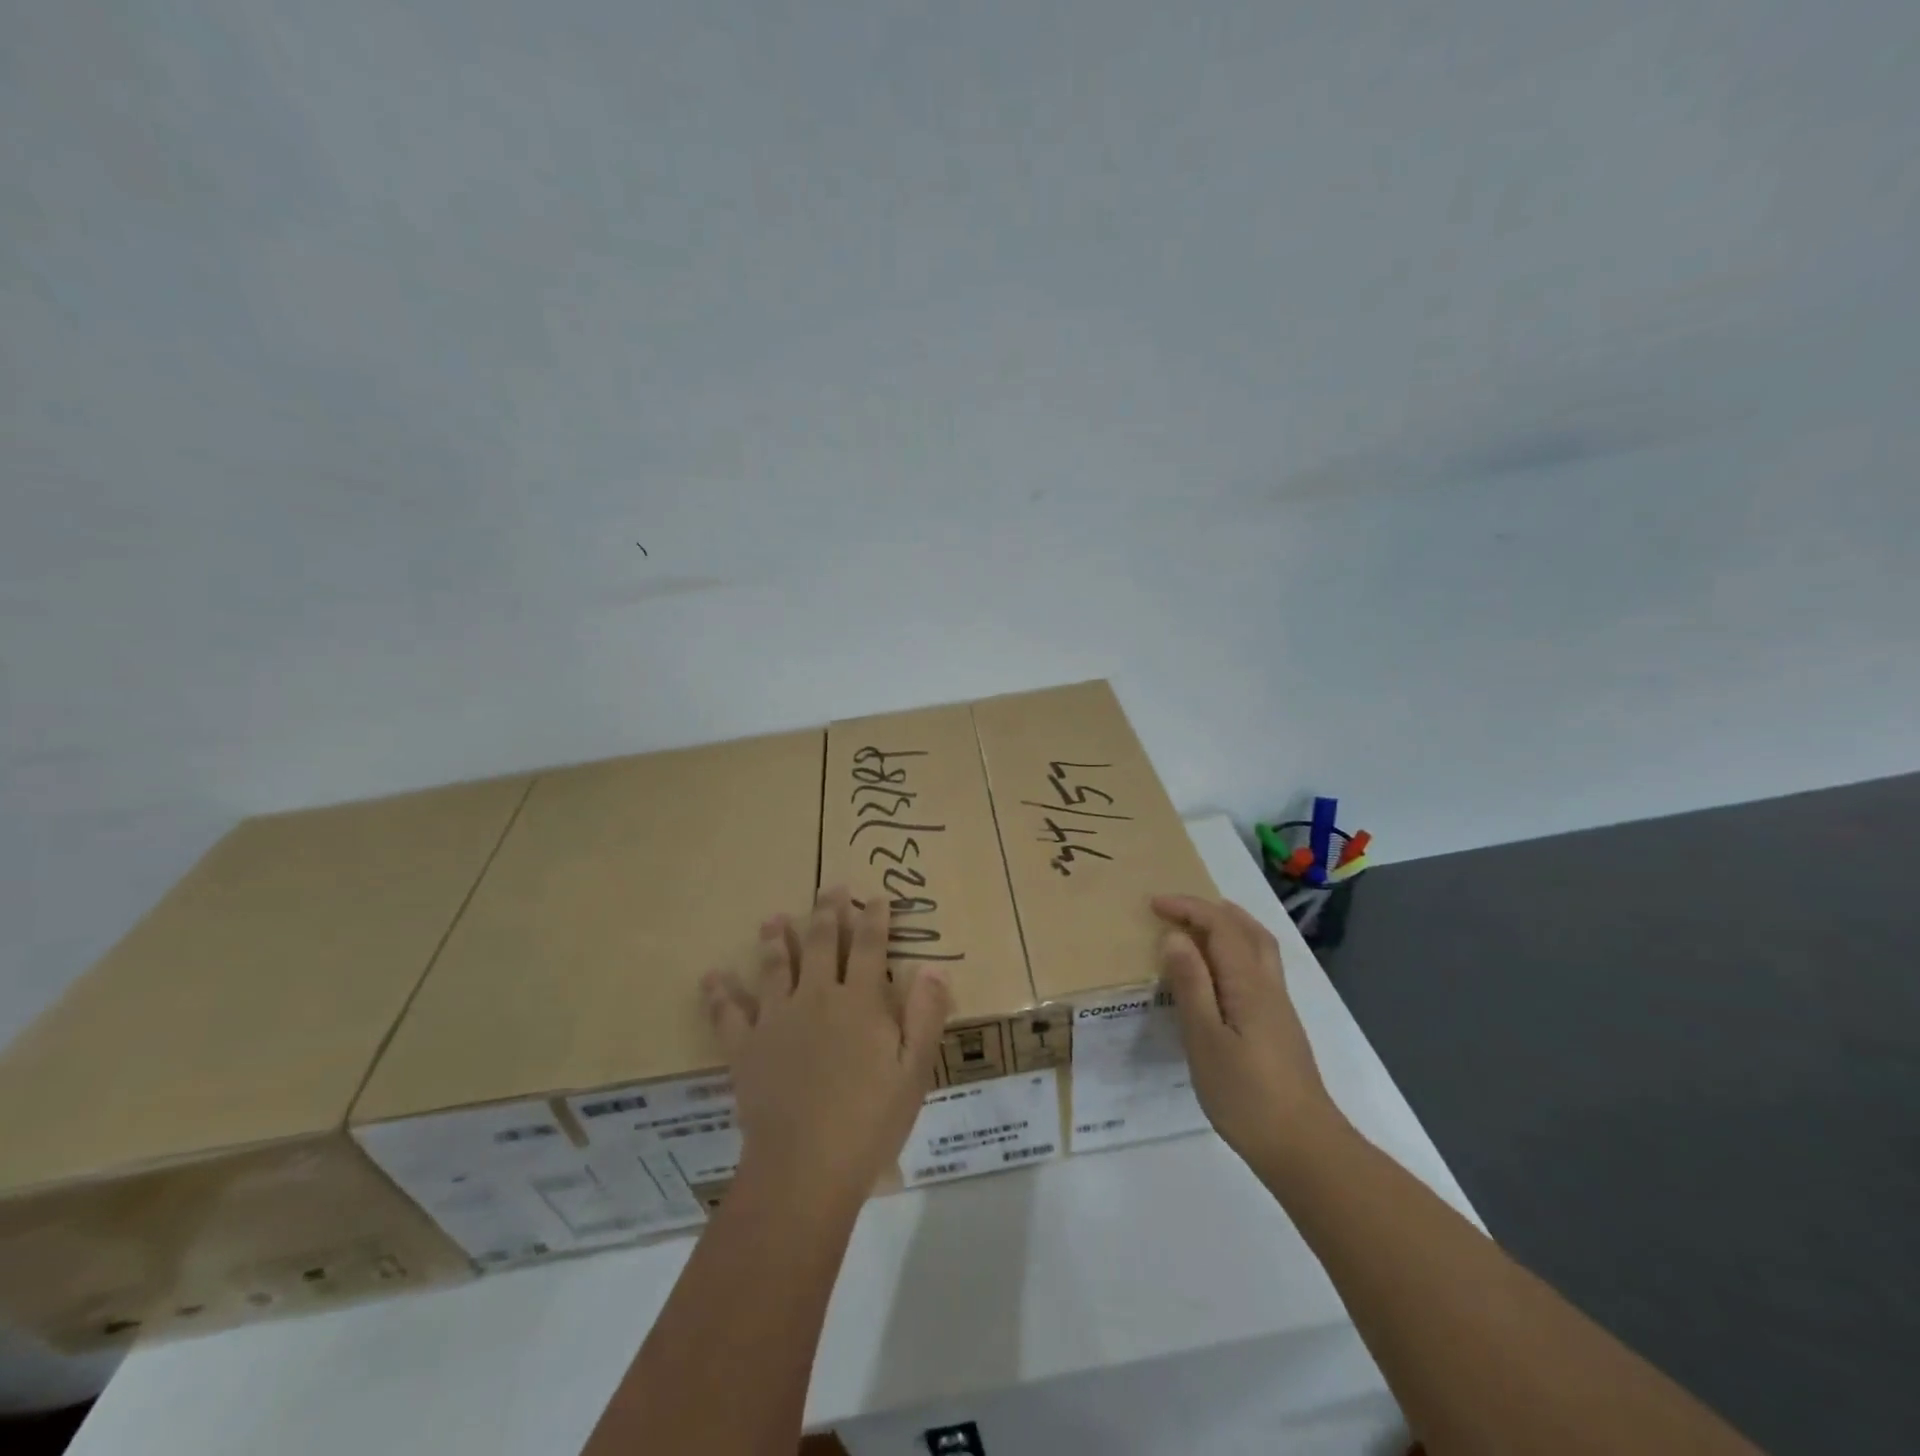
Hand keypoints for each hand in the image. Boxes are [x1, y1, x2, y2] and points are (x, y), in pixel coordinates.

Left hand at [702, 887, 951, 1209]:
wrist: (804, 1167)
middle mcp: (817, 997)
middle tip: (830, 888)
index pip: (869, 947)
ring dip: (774, 939)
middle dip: (827, 913)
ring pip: (774, 966)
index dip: (874, 919)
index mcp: (860, 1002)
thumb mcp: (914, 1071)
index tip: (876, 897)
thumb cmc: (869, 1121)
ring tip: (773, 918)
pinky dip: (719, 994)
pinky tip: (711, 977)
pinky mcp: (745, 1046)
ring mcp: (777, 1019)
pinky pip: (728, 1013)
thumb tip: (935, 967)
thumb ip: (926, 1015)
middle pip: (820, 943)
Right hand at [1151, 895, 1343, 1172]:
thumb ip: (1191, 985)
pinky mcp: (1279, 1026)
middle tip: (1176, 908)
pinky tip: (1219, 973)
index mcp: (1248, 983)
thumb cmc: (1246, 1095)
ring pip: (1258, 947)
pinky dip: (1236, 950)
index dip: (1188, 908)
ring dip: (1228, 925)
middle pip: (1247, 929)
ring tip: (1198, 926)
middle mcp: (1268, 985)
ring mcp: (1278, 1006)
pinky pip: (1257, 967)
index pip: (1221, 926)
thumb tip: (1175, 937)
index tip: (1153, 904)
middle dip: (1211, 909)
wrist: (1304, 1147)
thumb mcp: (1205, 1039)